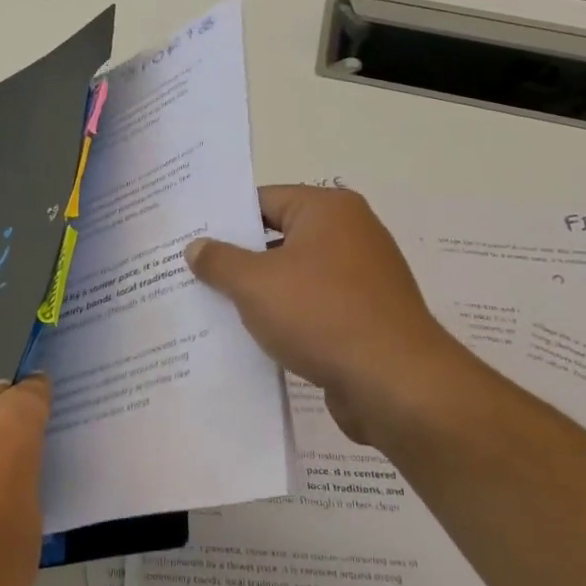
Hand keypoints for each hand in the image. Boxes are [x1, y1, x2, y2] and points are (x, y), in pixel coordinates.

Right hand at [186, 185, 473, 445]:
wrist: (395, 384)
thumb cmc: (321, 315)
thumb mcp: (255, 284)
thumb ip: (219, 261)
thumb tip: (196, 247)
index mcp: (328, 210)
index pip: (262, 200)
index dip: (223, 220)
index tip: (189, 239)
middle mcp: (351, 234)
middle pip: (278, 237)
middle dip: (237, 259)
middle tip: (191, 274)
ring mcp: (362, 278)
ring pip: (294, 276)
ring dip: (260, 293)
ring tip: (212, 308)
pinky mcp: (365, 317)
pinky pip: (313, 307)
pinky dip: (286, 318)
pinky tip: (253, 338)